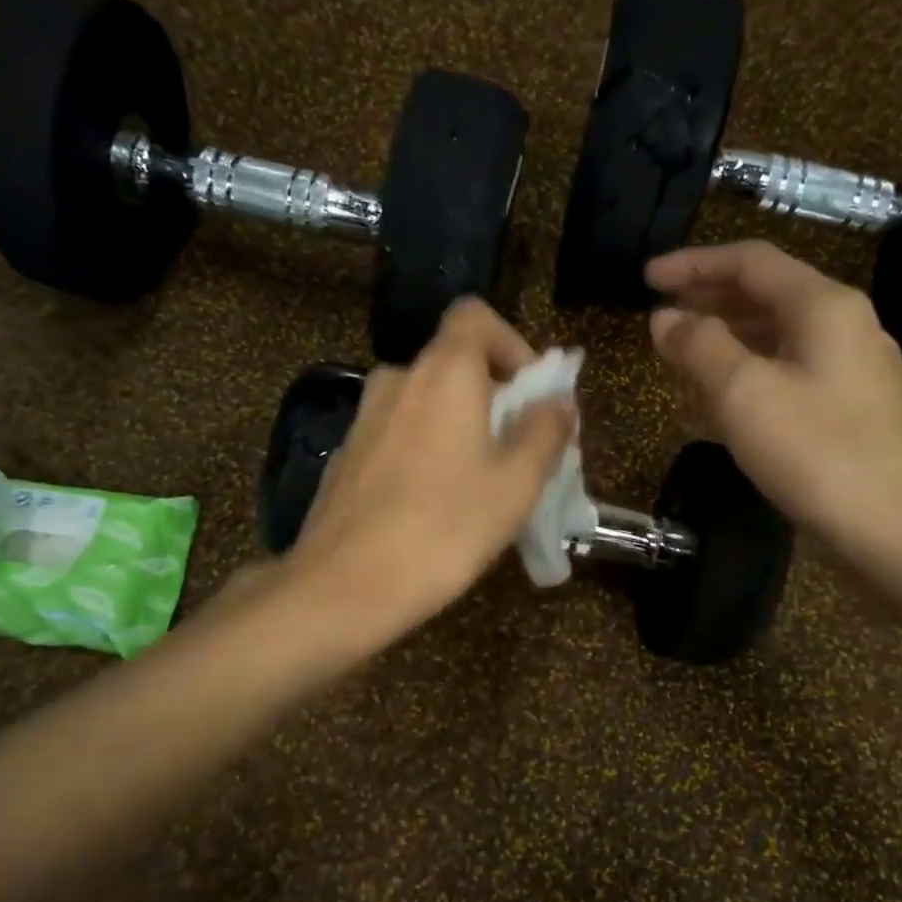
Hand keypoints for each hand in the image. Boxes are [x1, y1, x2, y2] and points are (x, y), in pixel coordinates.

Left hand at [287, 299, 574, 639]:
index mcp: (443, 372)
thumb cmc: (444, 529)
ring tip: (479, 484)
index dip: (511, 344)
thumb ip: (545, 431)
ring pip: (426, 404)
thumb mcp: (517, 484)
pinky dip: (425, 450)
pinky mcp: (346, 455)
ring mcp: (364, 417)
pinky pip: (398, 434)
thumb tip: (557, 401)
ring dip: (459, 427)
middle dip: (493, 397)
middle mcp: (397, 379)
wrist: (344, 586)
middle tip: (517, 451)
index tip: (529, 394)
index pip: (475, 316)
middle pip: (454, 364)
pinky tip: (433, 506)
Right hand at [647, 240, 901, 557]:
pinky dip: (748, 377)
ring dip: (725, 341)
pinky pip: (789, 375)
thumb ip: (698, 346)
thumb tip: (665, 318)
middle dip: (708, 301)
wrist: (897, 530)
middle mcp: (845, 326)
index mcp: (823, 306)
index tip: (646, 277)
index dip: (693, 263)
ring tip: (680, 358)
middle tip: (660, 316)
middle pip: (766, 296)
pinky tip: (720, 404)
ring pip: (776, 338)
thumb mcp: (743, 393)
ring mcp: (853, 370)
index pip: (751, 261)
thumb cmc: (816, 452)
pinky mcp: (852, 410)